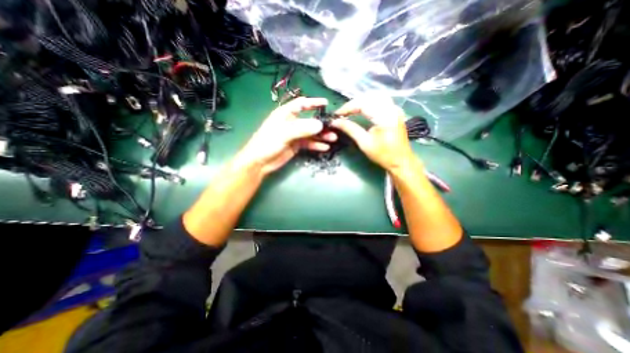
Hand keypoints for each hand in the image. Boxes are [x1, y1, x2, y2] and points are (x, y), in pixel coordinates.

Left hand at [237, 96, 336, 174]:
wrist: (260, 162)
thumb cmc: (267, 143)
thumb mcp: (284, 133)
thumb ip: (302, 128)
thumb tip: (320, 125)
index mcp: (285, 114)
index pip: (301, 104)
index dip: (313, 102)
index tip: (326, 103)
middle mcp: (291, 123)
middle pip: (309, 120)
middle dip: (321, 123)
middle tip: (334, 127)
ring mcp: (294, 135)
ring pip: (311, 133)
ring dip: (321, 135)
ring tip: (333, 138)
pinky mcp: (296, 146)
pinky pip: (309, 143)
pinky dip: (316, 145)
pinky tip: (325, 147)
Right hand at [331, 95, 417, 169]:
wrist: (401, 161)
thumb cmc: (383, 154)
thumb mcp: (364, 143)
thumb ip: (350, 129)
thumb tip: (335, 122)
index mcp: (384, 116)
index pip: (362, 104)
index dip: (347, 107)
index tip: (336, 115)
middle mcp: (391, 108)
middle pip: (368, 97)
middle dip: (353, 104)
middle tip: (342, 114)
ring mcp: (394, 109)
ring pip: (374, 97)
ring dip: (360, 102)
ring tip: (350, 111)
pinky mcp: (395, 112)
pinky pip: (379, 101)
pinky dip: (368, 103)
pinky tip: (362, 110)